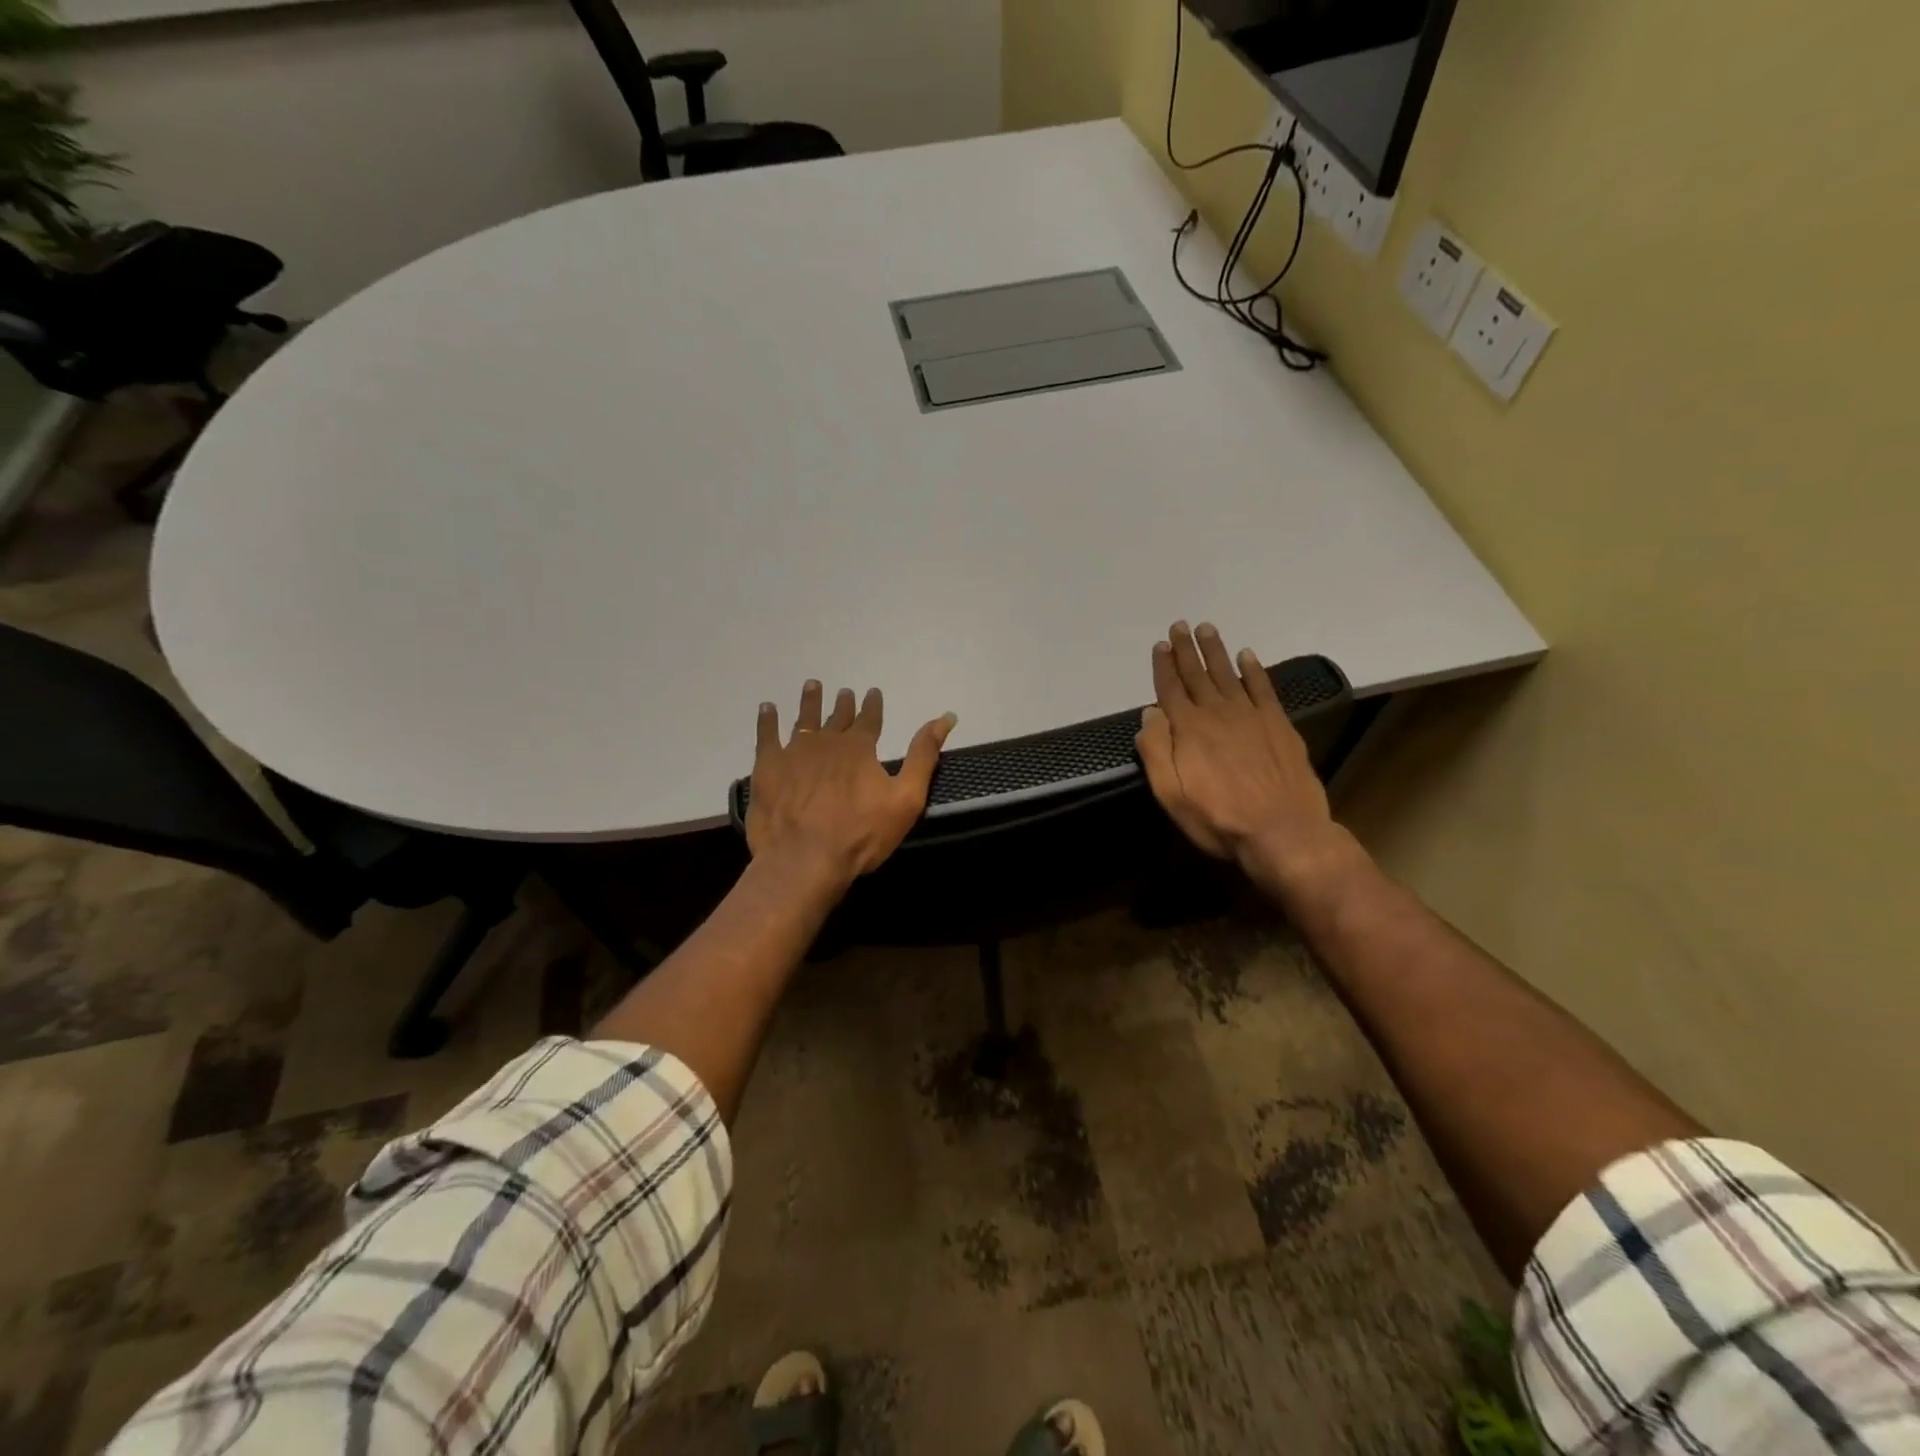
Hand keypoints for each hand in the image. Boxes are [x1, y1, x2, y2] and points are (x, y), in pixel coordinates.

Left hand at [747, 679, 956, 887]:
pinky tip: (767, 709)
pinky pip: (766, 735)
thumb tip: (945, 717)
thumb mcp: (906, 798)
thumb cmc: (861, 833)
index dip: (872, 704)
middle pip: (837, 716)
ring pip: (804, 719)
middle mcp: (827, 741)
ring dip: (809, 702)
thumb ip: (923, 756)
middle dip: (843, 703)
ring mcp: (794, 752)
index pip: (869, 718)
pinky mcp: (768, 767)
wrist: (804, 858)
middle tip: (844, 692)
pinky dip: (767, 720)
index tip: (872, 692)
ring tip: (812, 686)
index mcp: (860, 748)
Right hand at [1135, 621, 1355, 896]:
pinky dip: (1254, 670)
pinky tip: (1248, 655)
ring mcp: (1250, 716)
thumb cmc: (1218, 818)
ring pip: (1228, 674)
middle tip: (1180, 625)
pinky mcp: (1277, 724)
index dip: (1163, 666)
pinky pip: (1263, 688)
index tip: (1160, 645)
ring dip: (1216, 651)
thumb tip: (1150, 713)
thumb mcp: (1171, 794)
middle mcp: (1217, 713)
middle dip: (1186, 650)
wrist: (1282, 831)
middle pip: (1198, 674)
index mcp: (1188, 729)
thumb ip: (1156, 751)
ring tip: (1207, 629)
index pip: (1170, 689)